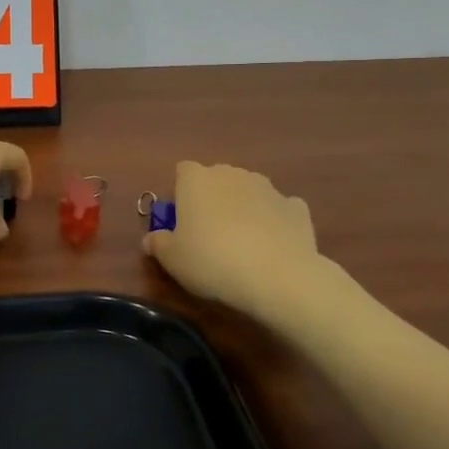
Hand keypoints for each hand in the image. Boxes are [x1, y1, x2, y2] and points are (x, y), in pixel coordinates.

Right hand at [142, 162, 360, 329]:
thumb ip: (158, 244)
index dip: (181, 193)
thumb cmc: (212, 261)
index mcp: (196, 180)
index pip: (183, 172)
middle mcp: (231, 174)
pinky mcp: (296, 207)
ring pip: (248, 192)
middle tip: (209, 235)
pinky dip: (275, 221)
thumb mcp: (172, 260)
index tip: (182, 221)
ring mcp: (268, 188)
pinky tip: (273, 246)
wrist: (277, 276)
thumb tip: (151, 239)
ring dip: (244, 208)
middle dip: (213, 199)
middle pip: (217, 179)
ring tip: (243, 244)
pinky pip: (279, 209)